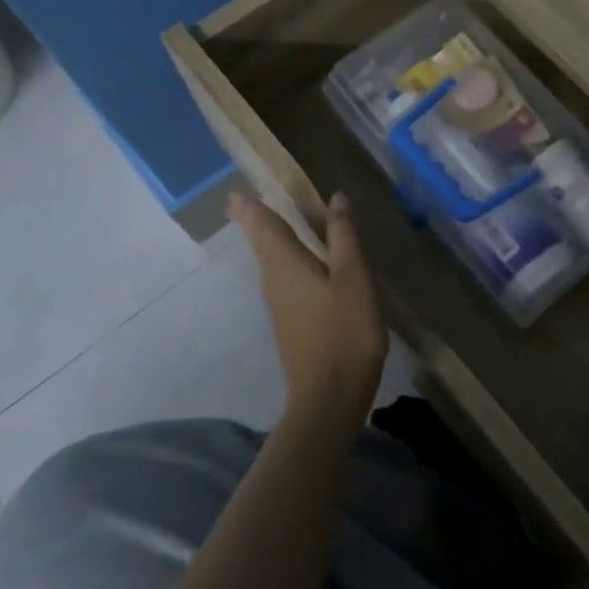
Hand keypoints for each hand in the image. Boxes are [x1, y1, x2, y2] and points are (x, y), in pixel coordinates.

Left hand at [229, 190, 386, 417]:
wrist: (329, 396)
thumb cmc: (345, 330)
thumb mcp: (354, 276)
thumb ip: (344, 236)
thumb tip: (335, 198)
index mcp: (286, 264)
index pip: (263, 225)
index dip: (251, 206)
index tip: (234, 191)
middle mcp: (274, 280)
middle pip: (261, 243)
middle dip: (253, 221)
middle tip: (241, 202)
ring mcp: (279, 305)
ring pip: (270, 262)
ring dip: (269, 240)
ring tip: (271, 222)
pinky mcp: (289, 323)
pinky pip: (281, 278)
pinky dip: (285, 260)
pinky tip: (300, 263)